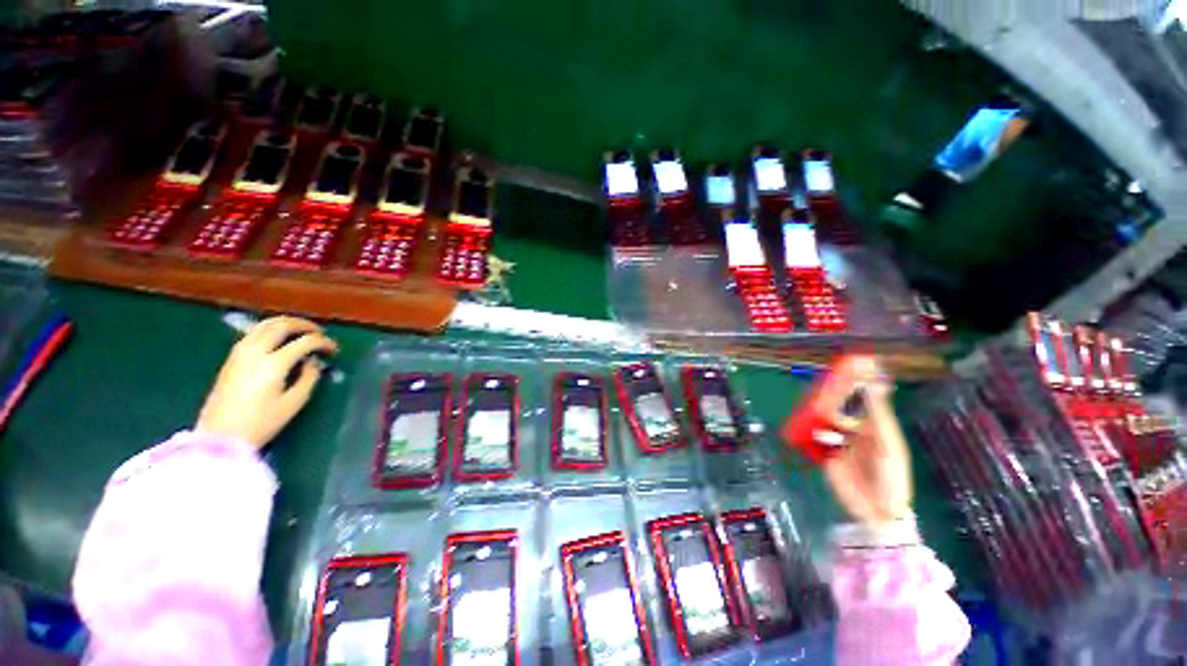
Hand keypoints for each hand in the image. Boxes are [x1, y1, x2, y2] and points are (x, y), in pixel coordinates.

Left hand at [195, 316, 337, 448]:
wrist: (220, 435)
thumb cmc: (261, 422)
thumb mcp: (293, 403)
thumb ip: (308, 378)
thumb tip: (313, 362)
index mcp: (274, 363)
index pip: (305, 342)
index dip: (324, 343)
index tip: (334, 350)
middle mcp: (256, 351)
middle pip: (282, 325)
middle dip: (305, 325)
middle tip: (319, 332)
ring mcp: (240, 353)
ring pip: (265, 325)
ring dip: (286, 323)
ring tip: (301, 331)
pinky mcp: (232, 358)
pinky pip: (254, 333)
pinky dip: (270, 329)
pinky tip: (279, 338)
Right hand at [821, 365, 913, 526]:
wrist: (875, 511)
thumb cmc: (889, 475)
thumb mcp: (885, 442)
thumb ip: (877, 414)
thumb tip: (875, 382)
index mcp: (874, 427)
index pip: (862, 399)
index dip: (855, 383)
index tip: (847, 364)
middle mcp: (856, 432)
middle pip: (839, 408)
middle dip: (829, 397)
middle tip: (817, 386)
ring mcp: (839, 443)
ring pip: (823, 422)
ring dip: (817, 416)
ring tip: (811, 411)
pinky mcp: (825, 455)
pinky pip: (813, 438)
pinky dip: (808, 433)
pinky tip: (806, 430)